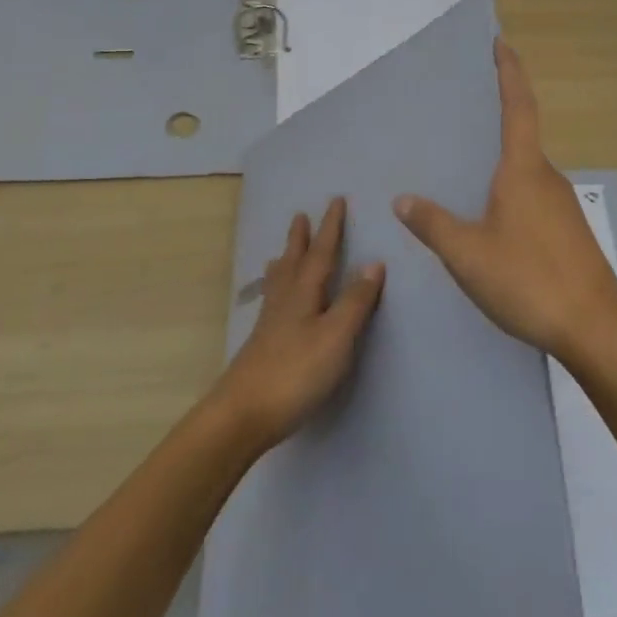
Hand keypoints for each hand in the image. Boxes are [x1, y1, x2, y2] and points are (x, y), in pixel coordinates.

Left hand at [212, 198, 385, 450]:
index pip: (321, 253)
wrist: (242, 415)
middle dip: (301, 239)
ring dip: (285, 262)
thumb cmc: (295, 373)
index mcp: (304, 294)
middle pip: (294, 262)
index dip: (330, 228)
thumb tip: (373, 262)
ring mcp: (269, 325)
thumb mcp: (336, 337)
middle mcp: (284, 301)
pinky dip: (276, 290)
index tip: (335, 200)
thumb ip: (355, 301)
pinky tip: (273, 303)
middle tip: (300, 215)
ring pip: (279, 282)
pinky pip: (272, 303)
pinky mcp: (262, 346)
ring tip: (281, 252)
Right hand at [394, 40, 616, 363]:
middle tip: (465, 111)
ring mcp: (562, 205)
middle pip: (522, 136)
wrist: (595, 328)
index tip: (501, 43)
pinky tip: (492, 217)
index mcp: (523, 170)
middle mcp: (547, 178)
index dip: (509, 72)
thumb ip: (433, 224)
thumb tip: (403, 199)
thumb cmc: (529, 280)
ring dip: (502, 162)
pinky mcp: (569, 231)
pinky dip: (511, 190)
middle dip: (498, 118)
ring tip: (468, 168)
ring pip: (526, 171)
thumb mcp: (468, 254)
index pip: (517, 106)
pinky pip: (533, 196)